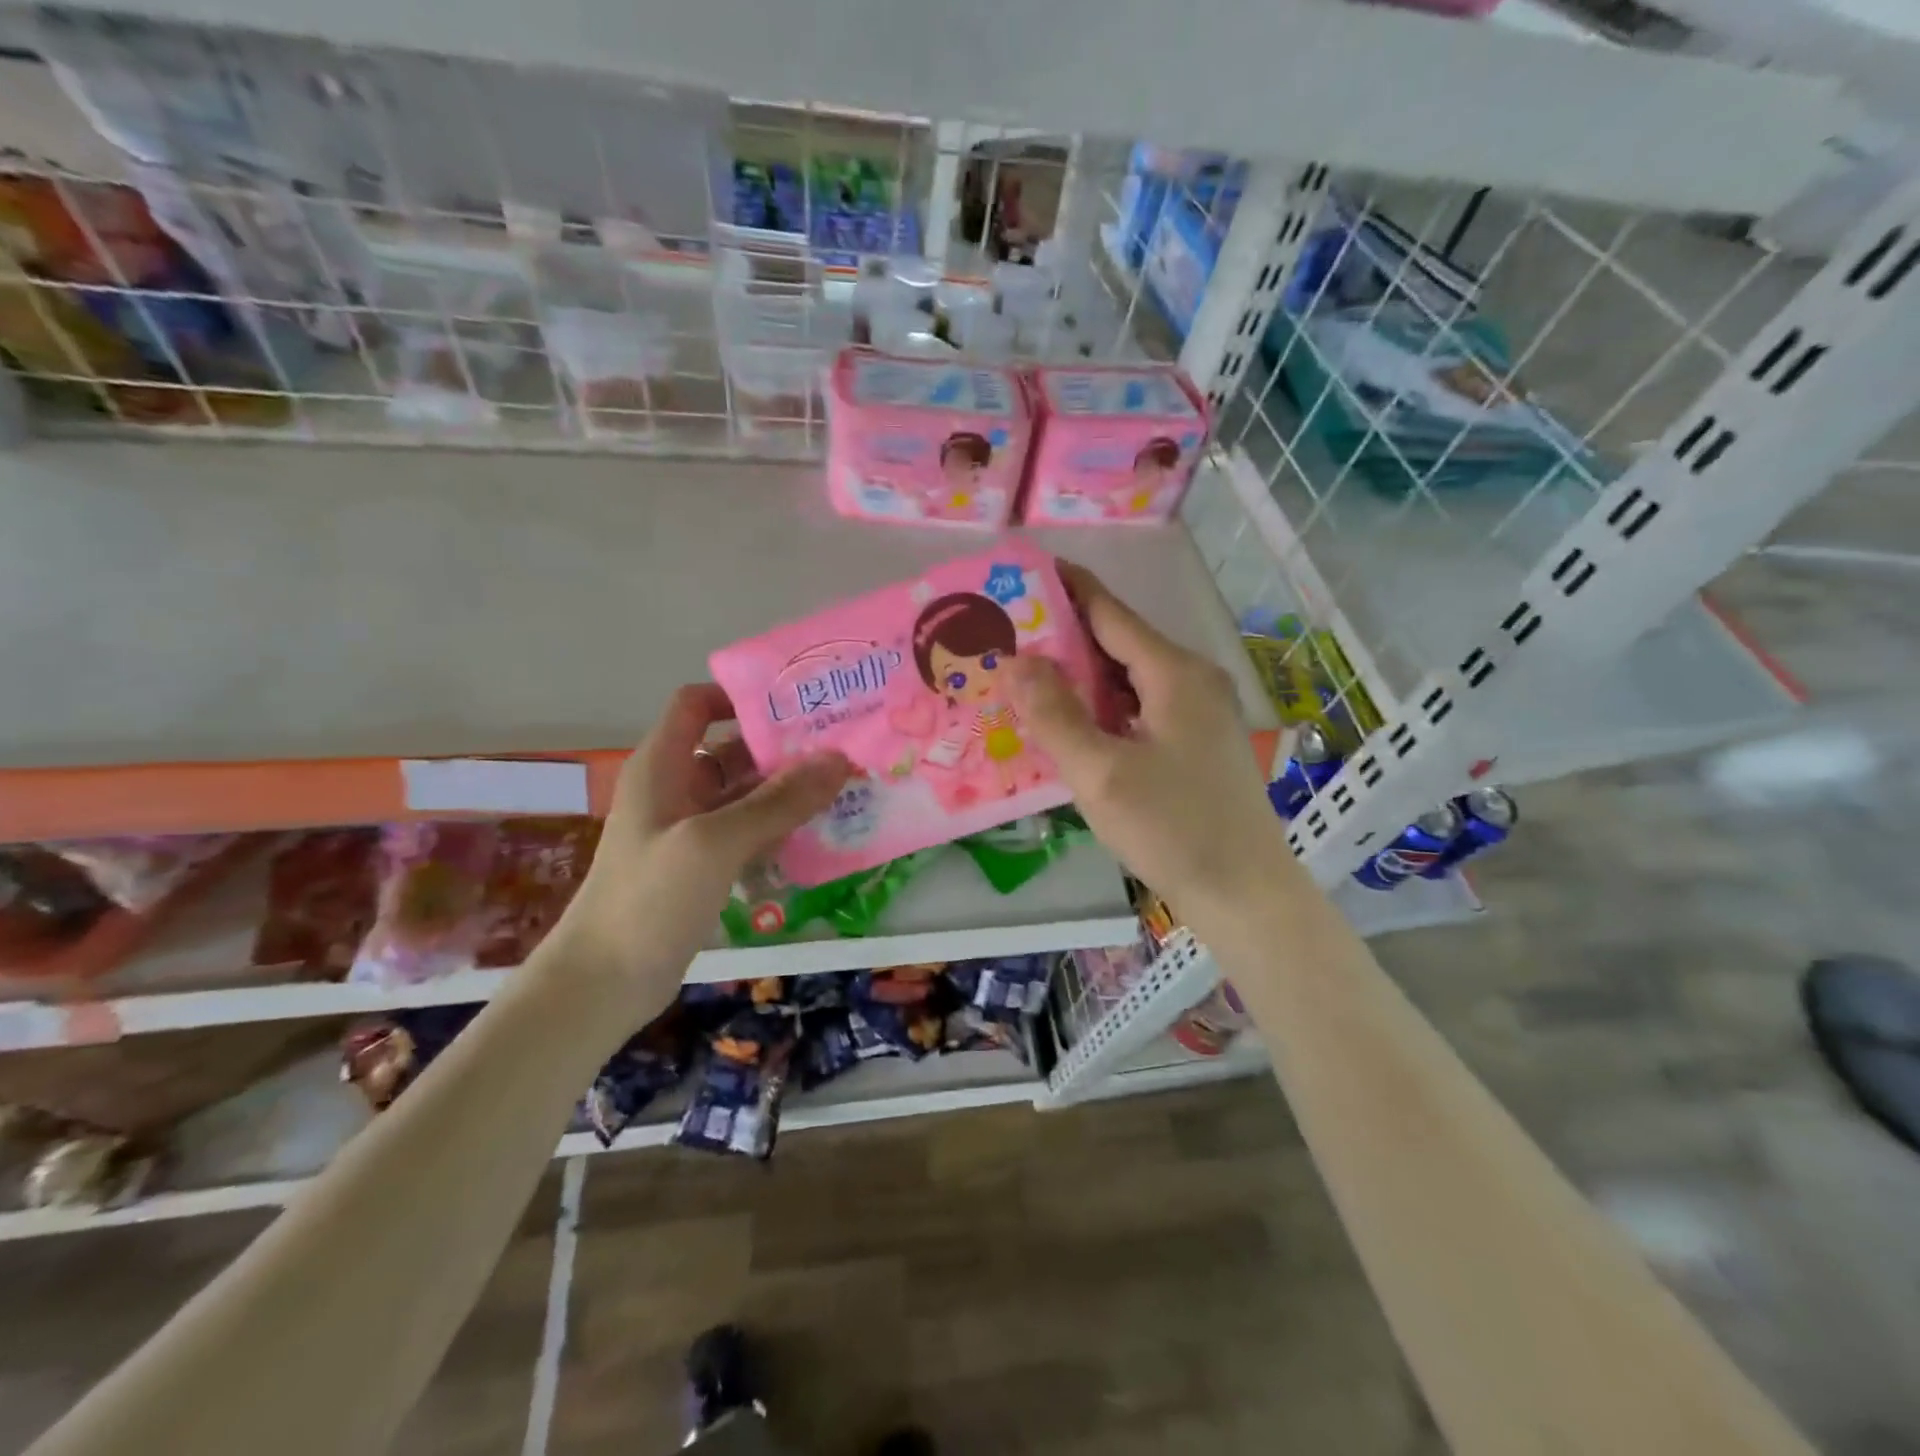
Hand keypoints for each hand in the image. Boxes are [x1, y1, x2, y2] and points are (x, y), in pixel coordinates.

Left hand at [556, 684, 850, 997]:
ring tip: (844, 789)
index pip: (696, 704)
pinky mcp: (703, 866)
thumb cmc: (650, 898)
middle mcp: (676, 788)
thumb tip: (839, 759)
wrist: (604, 983)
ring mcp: (690, 830)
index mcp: (663, 766)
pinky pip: (748, 832)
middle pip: (732, 749)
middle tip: (842, 750)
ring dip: (788, 792)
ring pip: (746, 794)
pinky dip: (779, 829)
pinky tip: (819, 835)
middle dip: (782, 748)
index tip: (795, 705)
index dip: (739, 696)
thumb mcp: (715, 842)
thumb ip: (779, 802)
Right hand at [1006, 564, 1291, 921]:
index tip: (1026, 569)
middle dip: (1064, 635)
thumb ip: (1054, 714)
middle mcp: (1192, 680)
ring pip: (1129, 677)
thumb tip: (1015, 659)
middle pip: (1119, 642)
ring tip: (1027, 673)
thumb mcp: (1101, 774)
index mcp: (1174, 673)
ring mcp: (1199, 711)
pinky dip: (1102, 705)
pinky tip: (1071, 720)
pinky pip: (1140, 706)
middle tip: (1008, 631)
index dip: (1068, 587)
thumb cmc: (1172, 829)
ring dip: (1081, 674)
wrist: (1243, 892)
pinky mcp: (1196, 742)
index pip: (1110, 613)